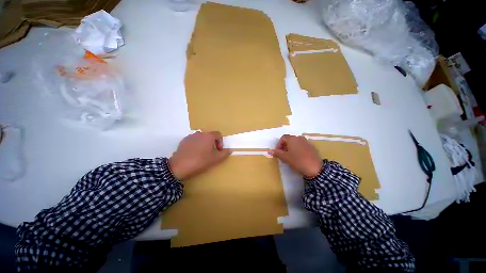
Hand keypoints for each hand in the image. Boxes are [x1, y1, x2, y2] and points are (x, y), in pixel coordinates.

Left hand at [169, 131, 231, 179]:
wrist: (179, 166)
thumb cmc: (200, 161)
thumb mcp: (215, 159)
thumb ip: (224, 153)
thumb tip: (230, 150)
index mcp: (208, 136)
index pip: (218, 134)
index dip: (221, 142)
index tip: (219, 150)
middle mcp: (200, 133)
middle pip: (209, 136)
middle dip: (213, 143)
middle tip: (211, 153)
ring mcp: (190, 136)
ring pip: (201, 138)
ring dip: (204, 144)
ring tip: (202, 154)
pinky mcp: (183, 141)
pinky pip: (193, 141)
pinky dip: (196, 145)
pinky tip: (194, 154)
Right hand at [269, 134, 322, 177]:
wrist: (315, 168)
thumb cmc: (297, 161)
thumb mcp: (285, 157)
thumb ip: (277, 153)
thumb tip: (269, 151)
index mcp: (292, 139)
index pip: (283, 138)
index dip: (279, 144)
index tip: (278, 151)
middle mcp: (299, 138)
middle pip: (289, 139)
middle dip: (284, 146)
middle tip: (283, 154)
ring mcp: (306, 142)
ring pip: (296, 143)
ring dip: (291, 148)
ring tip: (290, 156)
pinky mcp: (312, 147)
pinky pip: (302, 146)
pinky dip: (298, 149)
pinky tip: (298, 157)